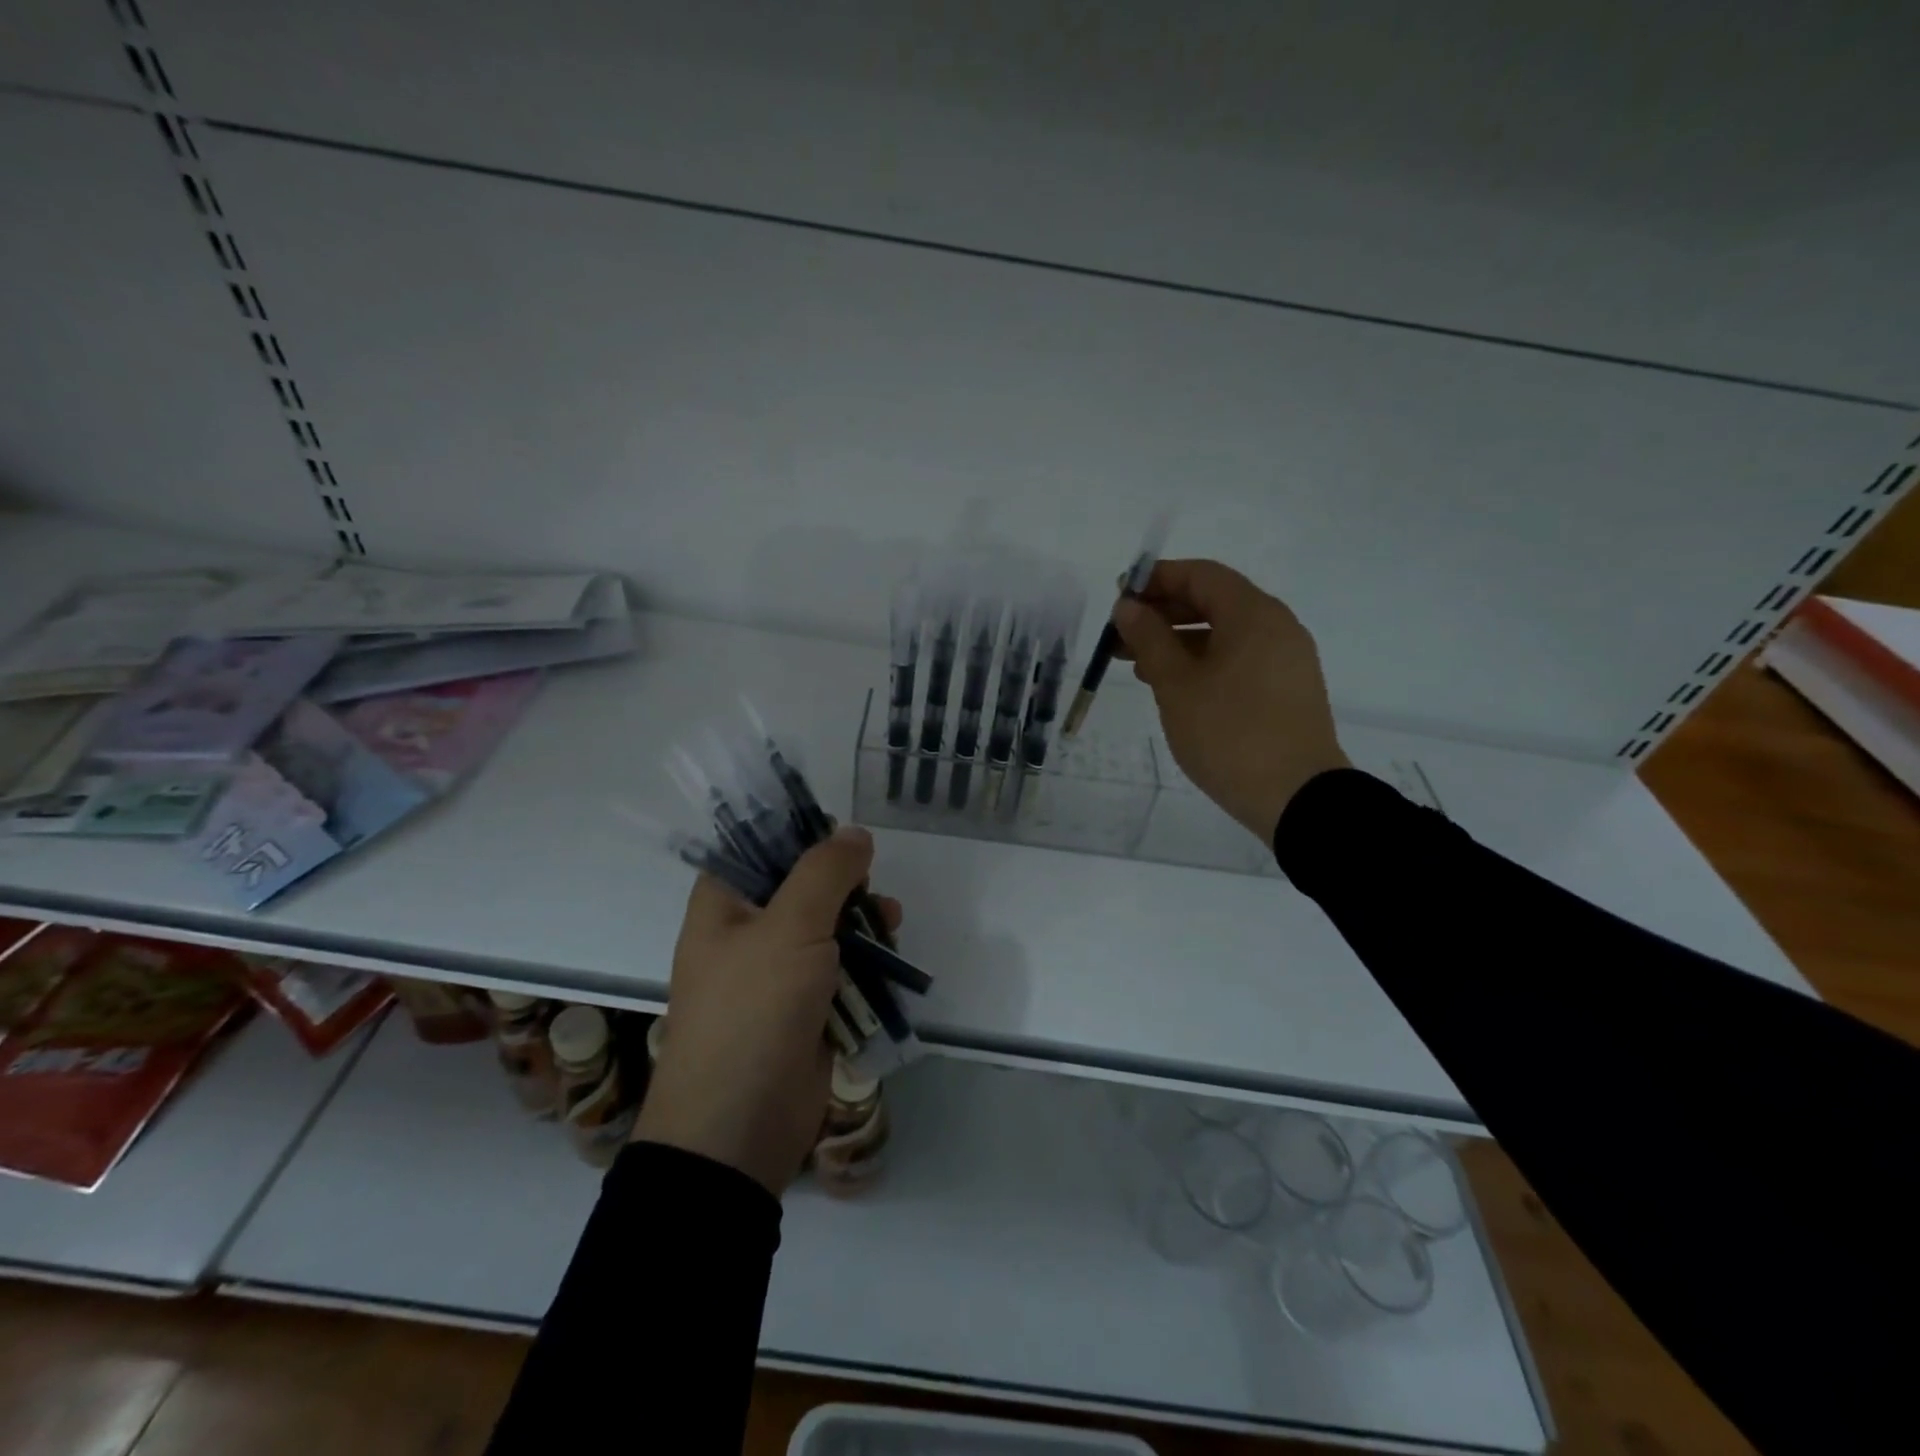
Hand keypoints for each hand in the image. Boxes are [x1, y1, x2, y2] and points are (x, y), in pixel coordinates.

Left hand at [634, 825, 900, 1194]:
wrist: (740, 1128)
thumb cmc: (753, 1012)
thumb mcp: (790, 928)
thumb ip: (825, 873)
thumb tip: (855, 833)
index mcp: (723, 905)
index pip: (757, 847)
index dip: (798, 834)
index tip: (842, 833)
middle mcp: (746, 932)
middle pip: (800, 885)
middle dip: (843, 882)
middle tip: (871, 884)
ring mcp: (776, 973)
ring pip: (827, 927)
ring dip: (861, 920)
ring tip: (891, 919)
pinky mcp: (804, 1007)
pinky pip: (839, 968)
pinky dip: (864, 959)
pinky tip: (890, 955)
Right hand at [1113, 559, 1348, 840]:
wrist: (1298, 798)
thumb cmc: (1230, 734)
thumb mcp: (1177, 685)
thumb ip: (1149, 639)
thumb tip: (1129, 607)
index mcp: (1253, 614)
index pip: (1201, 575)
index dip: (1157, 580)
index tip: (1120, 598)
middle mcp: (1276, 626)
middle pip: (1213, 602)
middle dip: (1163, 614)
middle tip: (1121, 636)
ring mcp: (1286, 659)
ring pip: (1224, 634)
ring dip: (1179, 641)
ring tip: (1138, 665)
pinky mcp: (1286, 689)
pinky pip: (1239, 659)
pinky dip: (1203, 662)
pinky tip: (1175, 687)